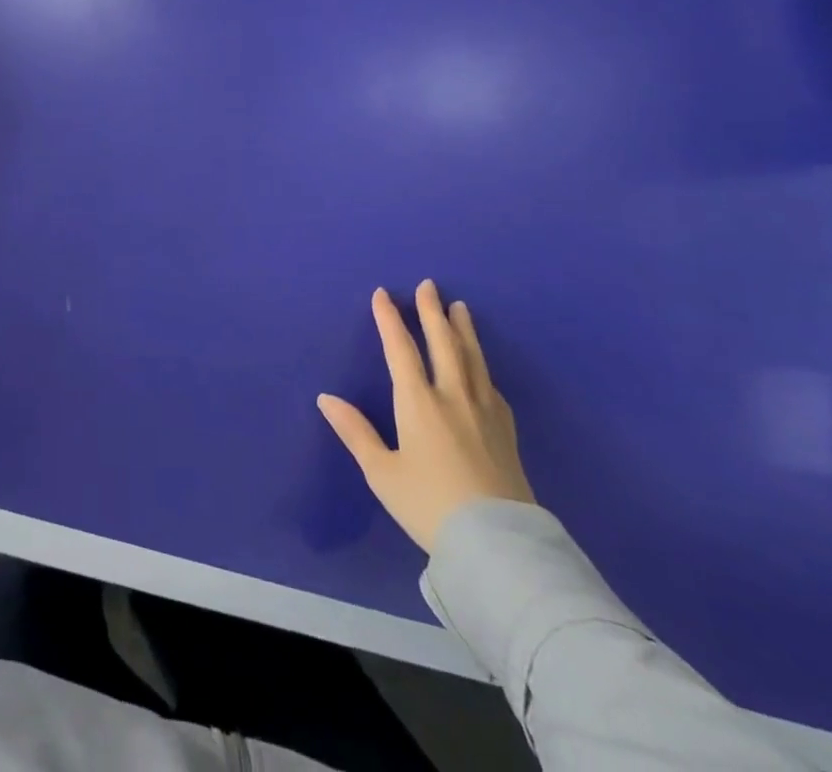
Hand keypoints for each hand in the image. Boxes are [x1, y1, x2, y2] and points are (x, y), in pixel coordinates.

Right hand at [318, 280, 533, 551]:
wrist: (498, 546)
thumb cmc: (430, 506)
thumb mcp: (382, 473)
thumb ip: (355, 432)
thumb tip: (325, 397)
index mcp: (418, 403)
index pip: (400, 349)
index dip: (389, 319)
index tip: (383, 294)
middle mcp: (453, 397)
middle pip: (443, 343)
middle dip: (432, 312)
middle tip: (428, 286)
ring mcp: (484, 413)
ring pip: (472, 359)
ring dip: (463, 330)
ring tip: (460, 307)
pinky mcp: (506, 432)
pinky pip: (491, 386)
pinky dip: (482, 366)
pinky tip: (482, 367)